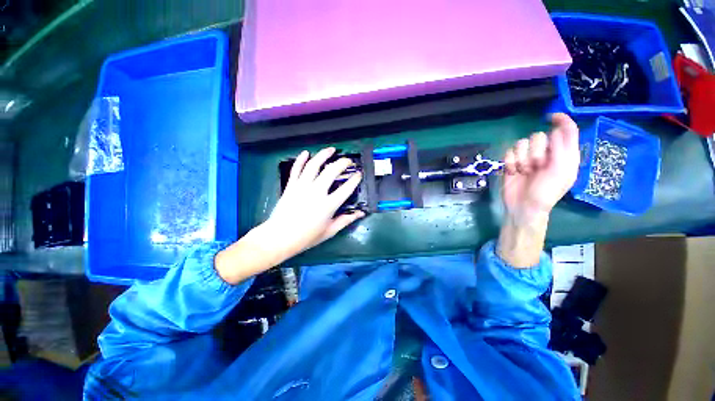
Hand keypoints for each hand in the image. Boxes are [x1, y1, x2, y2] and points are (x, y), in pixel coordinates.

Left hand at [265, 147, 364, 256]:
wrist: (280, 237)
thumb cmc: (307, 237)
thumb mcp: (330, 231)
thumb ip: (346, 220)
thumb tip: (360, 213)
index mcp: (328, 205)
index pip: (346, 188)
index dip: (355, 179)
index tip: (359, 174)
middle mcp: (317, 192)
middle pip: (332, 171)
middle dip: (343, 163)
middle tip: (348, 161)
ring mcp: (302, 186)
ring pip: (314, 165)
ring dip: (324, 155)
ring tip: (331, 150)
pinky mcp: (291, 185)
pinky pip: (296, 169)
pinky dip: (301, 159)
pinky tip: (306, 153)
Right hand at [498, 113, 579, 267]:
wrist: (523, 206)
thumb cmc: (547, 192)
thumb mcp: (562, 171)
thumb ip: (562, 149)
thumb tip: (555, 131)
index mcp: (564, 154)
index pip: (566, 130)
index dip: (561, 121)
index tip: (551, 117)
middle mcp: (546, 153)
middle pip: (538, 136)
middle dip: (536, 151)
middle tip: (538, 166)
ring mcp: (527, 158)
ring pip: (521, 143)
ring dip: (522, 159)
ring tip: (524, 172)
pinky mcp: (512, 163)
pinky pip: (508, 152)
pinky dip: (510, 162)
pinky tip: (513, 172)